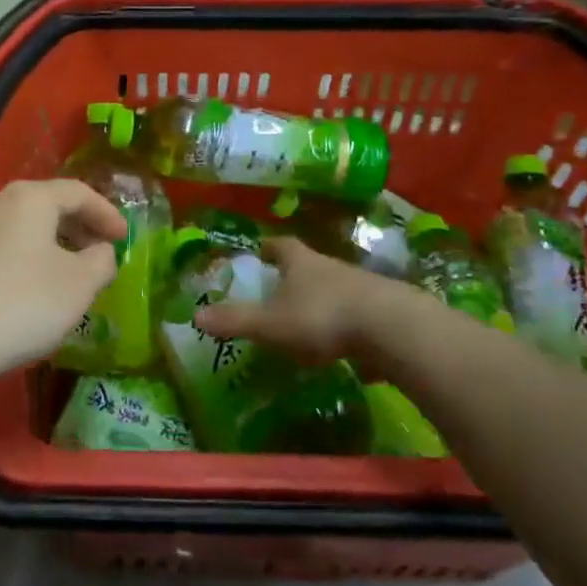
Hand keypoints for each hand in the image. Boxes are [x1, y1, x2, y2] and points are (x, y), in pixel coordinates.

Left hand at [0, 179, 125, 383]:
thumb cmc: (25, 302)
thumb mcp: (80, 283)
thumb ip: (102, 260)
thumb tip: (101, 252)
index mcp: (30, 198)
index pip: (78, 192)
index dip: (107, 213)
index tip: (125, 237)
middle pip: (49, 204)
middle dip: (81, 226)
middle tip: (102, 251)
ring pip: (25, 225)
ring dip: (55, 242)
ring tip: (73, 270)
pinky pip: (5, 244)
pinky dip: (30, 255)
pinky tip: (37, 285)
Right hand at [194, 237, 412, 364]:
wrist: (391, 328)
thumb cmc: (322, 317)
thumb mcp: (271, 323)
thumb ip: (236, 320)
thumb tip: (195, 315)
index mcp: (300, 262)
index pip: (281, 245)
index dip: (268, 247)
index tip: (259, 250)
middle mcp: (330, 266)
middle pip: (308, 263)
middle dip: (293, 273)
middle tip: (277, 286)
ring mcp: (360, 286)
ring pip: (333, 286)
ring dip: (319, 297)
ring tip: (305, 317)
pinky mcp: (382, 310)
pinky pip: (355, 311)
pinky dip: (342, 321)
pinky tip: (338, 340)